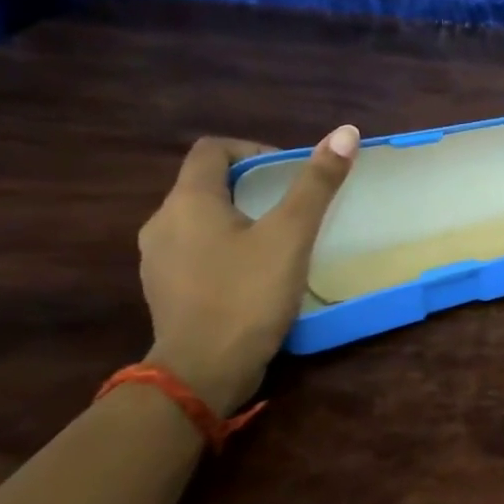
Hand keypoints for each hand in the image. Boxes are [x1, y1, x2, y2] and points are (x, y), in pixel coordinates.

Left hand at [137, 126, 359, 414]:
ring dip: (238, 219)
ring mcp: (158, 261)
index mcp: (188, 202)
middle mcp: (162, 223)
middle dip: (251, 188)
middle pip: (206, 185)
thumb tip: (346, 132)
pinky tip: (255, 274)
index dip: (252, 151)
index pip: (213, 151)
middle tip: (293, 207)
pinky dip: (225, 249)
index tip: (287, 173)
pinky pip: (196, 252)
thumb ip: (317, 183)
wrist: (203, 372)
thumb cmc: (247, 294)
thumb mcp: (291, 235)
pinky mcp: (166, 291)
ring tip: (279, 241)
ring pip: (201, 221)